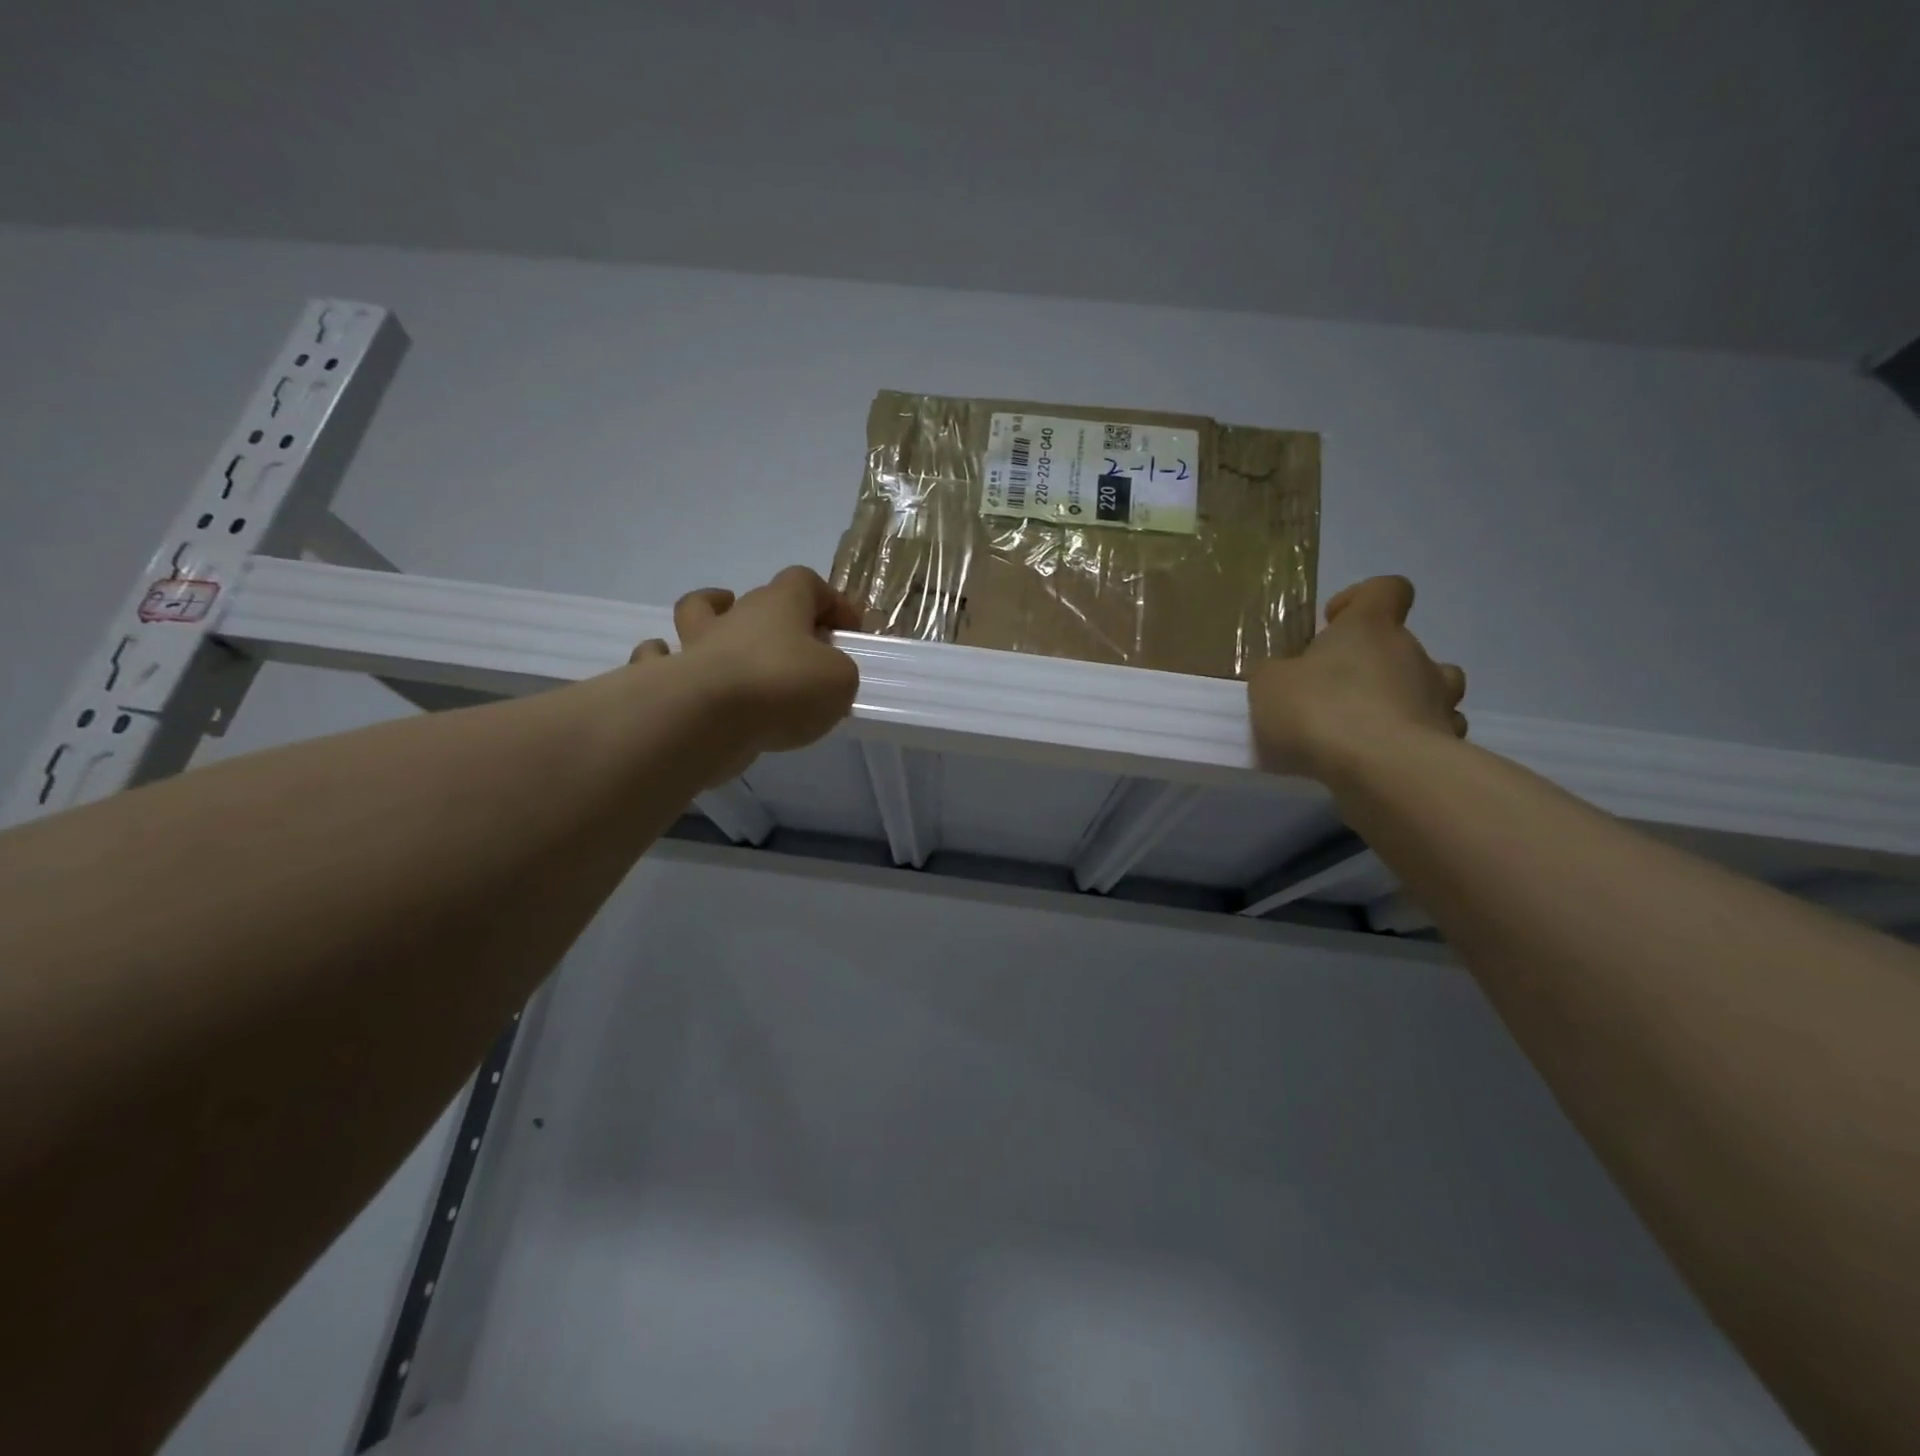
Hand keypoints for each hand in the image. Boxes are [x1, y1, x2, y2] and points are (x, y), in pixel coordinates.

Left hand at [630, 567, 861, 778]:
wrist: (707, 718)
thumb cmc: (782, 687)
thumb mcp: (838, 680)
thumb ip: (838, 672)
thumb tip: (824, 675)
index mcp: (780, 604)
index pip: (806, 581)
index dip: (831, 601)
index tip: (848, 630)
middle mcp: (735, 615)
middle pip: (757, 598)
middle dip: (779, 618)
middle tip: (798, 651)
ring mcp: (697, 644)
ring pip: (698, 614)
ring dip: (713, 620)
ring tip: (727, 641)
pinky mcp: (668, 678)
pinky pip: (660, 657)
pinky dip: (667, 662)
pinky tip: (681, 677)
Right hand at [1248, 576, 1466, 781]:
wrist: (1380, 769)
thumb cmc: (1319, 710)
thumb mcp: (1269, 685)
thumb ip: (1277, 674)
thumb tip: (1286, 676)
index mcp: (1370, 627)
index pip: (1386, 589)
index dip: (1360, 599)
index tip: (1332, 622)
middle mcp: (1413, 654)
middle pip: (1405, 646)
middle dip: (1374, 666)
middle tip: (1335, 695)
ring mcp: (1438, 699)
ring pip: (1433, 689)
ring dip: (1407, 701)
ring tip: (1369, 728)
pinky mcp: (1447, 743)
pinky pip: (1434, 734)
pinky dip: (1414, 742)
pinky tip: (1384, 761)